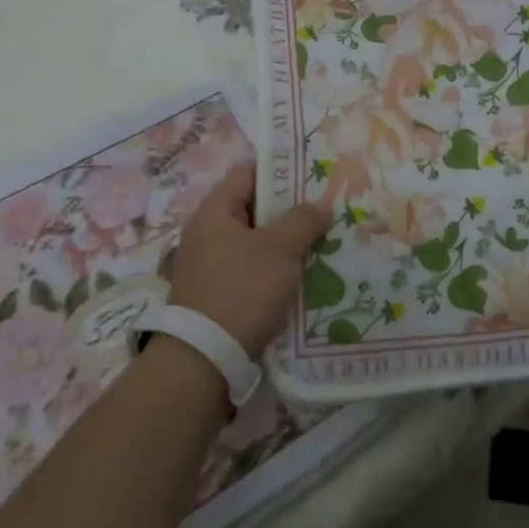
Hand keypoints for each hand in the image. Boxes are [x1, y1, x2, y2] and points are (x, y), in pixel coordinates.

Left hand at [167, 165, 330, 358]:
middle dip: (289, 208)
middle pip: (253, 206)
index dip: (280, 168)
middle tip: (324, 208)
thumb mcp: (280, 249)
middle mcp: (207, 232)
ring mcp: (210, 264)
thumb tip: (320, 206)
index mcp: (214, 211)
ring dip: (285, 240)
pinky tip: (302, 272)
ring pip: (256, 240)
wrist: (205, 359)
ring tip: (320, 239)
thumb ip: (303, 220)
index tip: (312, 173)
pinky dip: (274, 265)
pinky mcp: (218, 292)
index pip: (248, 172)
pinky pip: (252, 266)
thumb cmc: (242, 290)